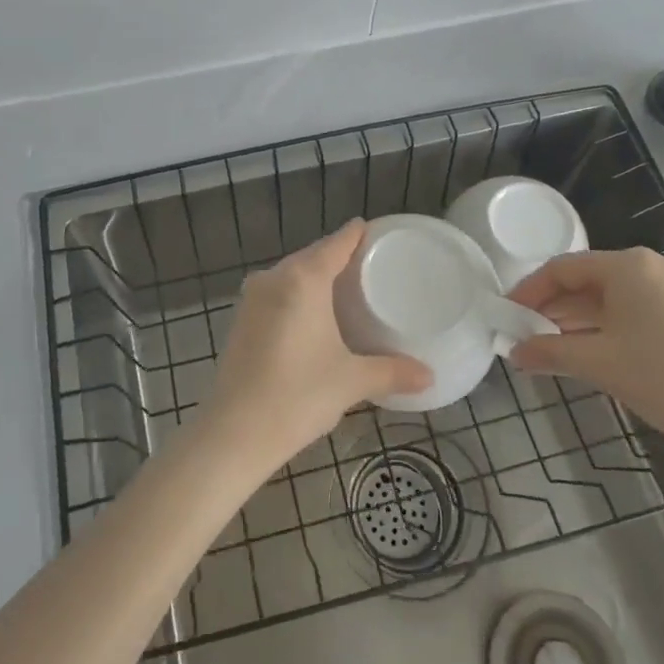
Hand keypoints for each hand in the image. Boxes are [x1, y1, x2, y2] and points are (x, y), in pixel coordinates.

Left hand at [202, 221, 432, 470]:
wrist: (234, 432)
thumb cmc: (298, 395)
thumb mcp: (351, 381)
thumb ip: (392, 372)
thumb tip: (429, 376)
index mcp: (303, 278)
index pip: (336, 243)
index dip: (357, 234)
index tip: (375, 230)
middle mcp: (274, 278)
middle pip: (312, 256)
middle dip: (338, 257)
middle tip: (370, 265)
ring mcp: (252, 298)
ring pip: (291, 275)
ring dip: (315, 278)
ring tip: (345, 289)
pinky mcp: (240, 320)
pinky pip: (276, 293)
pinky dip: (297, 296)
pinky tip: (312, 315)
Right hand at [508, 248, 663, 453]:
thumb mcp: (599, 363)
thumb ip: (550, 352)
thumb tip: (514, 353)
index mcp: (628, 266)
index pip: (562, 268)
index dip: (529, 290)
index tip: (507, 314)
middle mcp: (650, 266)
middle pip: (585, 279)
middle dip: (551, 306)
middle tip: (523, 332)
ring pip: (607, 296)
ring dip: (575, 318)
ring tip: (547, 344)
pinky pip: (629, 308)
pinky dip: (602, 325)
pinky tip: (585, 348)